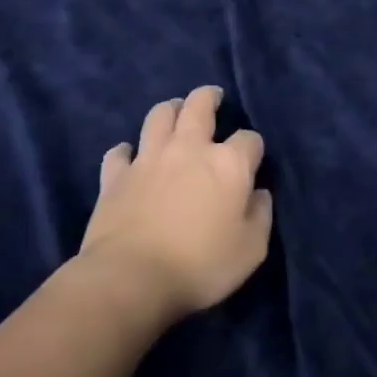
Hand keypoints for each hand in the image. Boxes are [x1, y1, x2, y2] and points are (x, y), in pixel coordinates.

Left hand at [77, 86, 271, 320]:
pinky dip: (126, 151)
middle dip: (209, 97)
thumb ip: (261, 216)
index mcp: (228, 164)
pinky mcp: (115, 176)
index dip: (253, 147)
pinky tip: (130, 156)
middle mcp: (189, 149)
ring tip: (174, 112)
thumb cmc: (201, 266)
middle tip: (212, 97)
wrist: (132, 279)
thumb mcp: (251, 249)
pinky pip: (119, 152)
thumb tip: (259, 194)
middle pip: (199, 106)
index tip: (252, 160)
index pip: (249, 139)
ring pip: (159, 116)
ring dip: (169, 110)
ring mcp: (149, 158)